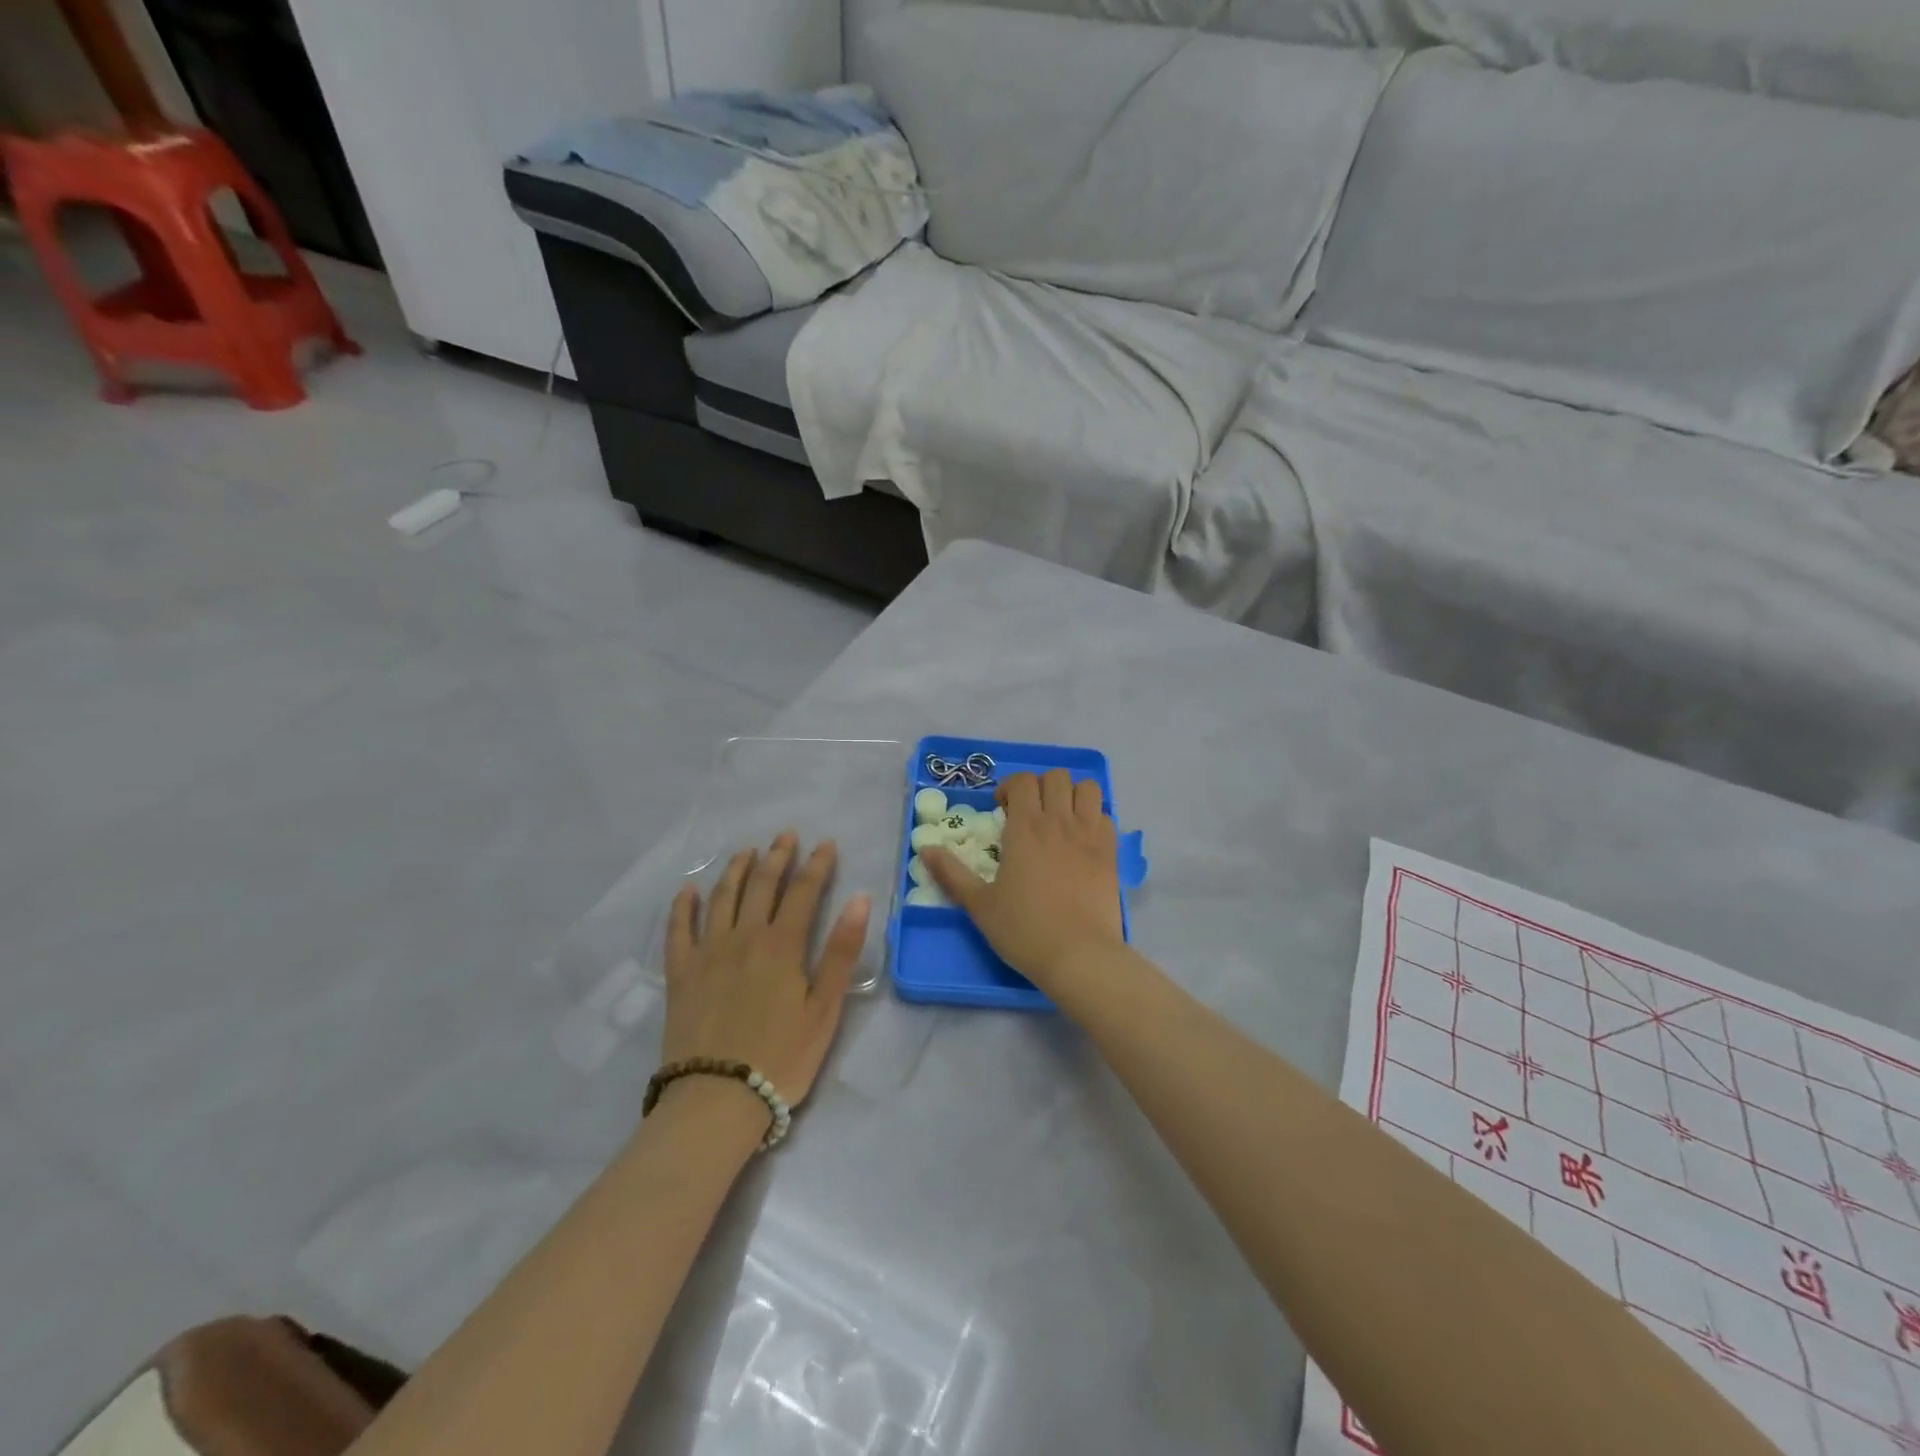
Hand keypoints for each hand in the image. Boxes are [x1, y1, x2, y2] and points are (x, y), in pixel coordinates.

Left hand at [663, 833, 871, 1112]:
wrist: (717, 1100)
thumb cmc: (781, 1057)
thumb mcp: (824, 1009)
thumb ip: (841, 952)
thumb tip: (860, 899)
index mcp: (782, 945)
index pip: (804, 891)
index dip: (817, 864)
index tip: (825, 843)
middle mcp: (743, 937)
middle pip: (761, 885)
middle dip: (777, 856)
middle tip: (786, 836)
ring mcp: (707, 953)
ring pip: (721, 898)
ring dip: (736, 870)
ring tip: (746, 852)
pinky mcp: (680, 974)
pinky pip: (678, 930)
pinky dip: (683, 906)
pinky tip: (688, 890)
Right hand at [924, 769, 1124, 993]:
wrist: (1079, 956)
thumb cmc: (1024, 930)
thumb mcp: (979, 904)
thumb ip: (951, 873)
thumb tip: (924, 848)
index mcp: (1025, 828)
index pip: (1022, 781)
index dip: (1010, 787)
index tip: (1002, 810)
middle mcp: (1059, 822)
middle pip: (1056, 777)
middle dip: (1040, 786)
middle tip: (1029, 813)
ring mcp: (1090, 835)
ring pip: (1087, 788)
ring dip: (1072, 795)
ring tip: (1060, 818)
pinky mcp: (1111, 853)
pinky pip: (1106, 816)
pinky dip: (1094, 818)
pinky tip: (1082, 841)